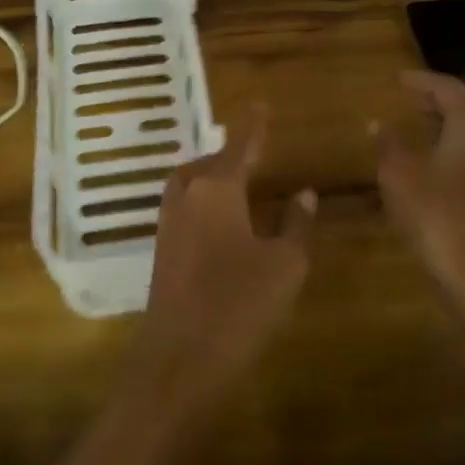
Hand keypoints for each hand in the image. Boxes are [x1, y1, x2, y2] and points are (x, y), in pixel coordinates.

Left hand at [127, 105, 316, 420]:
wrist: (177, 360)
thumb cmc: (238, 305)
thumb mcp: (285, 265)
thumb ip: (296, 224)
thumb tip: (302, 193)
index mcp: (217, 189)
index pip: (239, 144)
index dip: (252, 125)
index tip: (259, 104)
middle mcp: (187, 197)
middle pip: (208, 164)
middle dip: (230, 155)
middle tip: (254, 154)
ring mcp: (168, 224)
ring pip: (192, 186)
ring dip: (214, 180)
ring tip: (241, 188)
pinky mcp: (162, 251)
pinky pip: (186, 210)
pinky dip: (205, 204)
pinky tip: (224, 226)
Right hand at [376, 71, 464, 300]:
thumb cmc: (438, 219)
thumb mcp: (399, 177)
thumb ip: (388, 144)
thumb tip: (379, 123)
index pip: (448, 88)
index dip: (421, 81)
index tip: (397, 80)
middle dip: (439, 100)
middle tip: (410, 100)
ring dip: (450, 124)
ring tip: (419, 129)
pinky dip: (459, 148)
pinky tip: (437, 165)